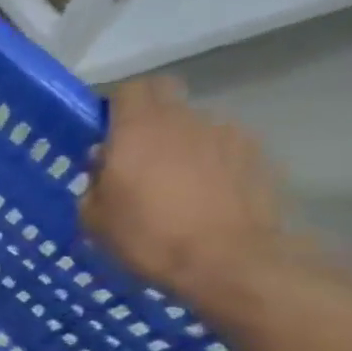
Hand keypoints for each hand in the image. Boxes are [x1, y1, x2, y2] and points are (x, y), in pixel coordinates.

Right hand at [81, 78, 286, 304]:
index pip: (129, 89)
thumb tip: (104, 166)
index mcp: (138, 130)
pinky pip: (222, 148)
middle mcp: (185, 120)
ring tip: (175, 184)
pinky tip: (206, 195)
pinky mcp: (257, 154)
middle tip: (136, 154)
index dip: (115, 105)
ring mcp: (227, 134)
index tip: (106, 131)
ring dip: (180, 143)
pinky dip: (210, 162)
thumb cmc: (149, 238)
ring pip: (194, 125)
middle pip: (165, 98)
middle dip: (148, 119)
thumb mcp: (94, 218)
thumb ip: (94, 183)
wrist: (230, 261)